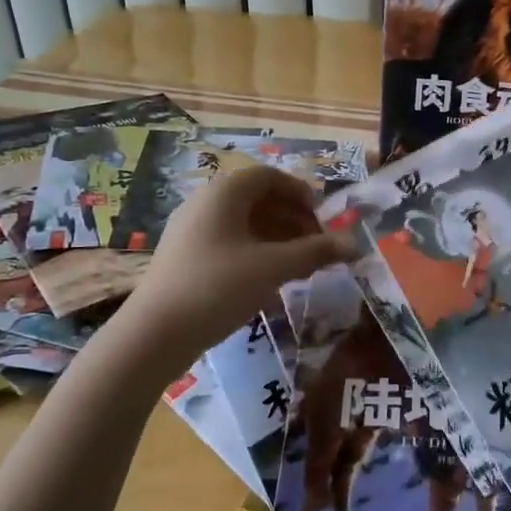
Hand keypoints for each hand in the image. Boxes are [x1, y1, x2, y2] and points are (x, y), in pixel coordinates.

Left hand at [121, 164, 354, 350]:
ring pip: (244, 224)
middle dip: (293, 219)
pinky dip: (256, 253)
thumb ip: (315, 252)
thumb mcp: (273, 268)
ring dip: (277, 238)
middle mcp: (205, 203)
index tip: (324, 218)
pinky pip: (229, 243)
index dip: (300, 193)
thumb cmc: (218, 287)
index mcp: (224, 193)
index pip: (269, 176)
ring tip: (301, 266)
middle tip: (317, 245)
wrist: (154, 334)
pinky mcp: (185, 258)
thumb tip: (355, 245)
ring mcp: (192, 231)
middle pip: (257, 199)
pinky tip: (270, 281)